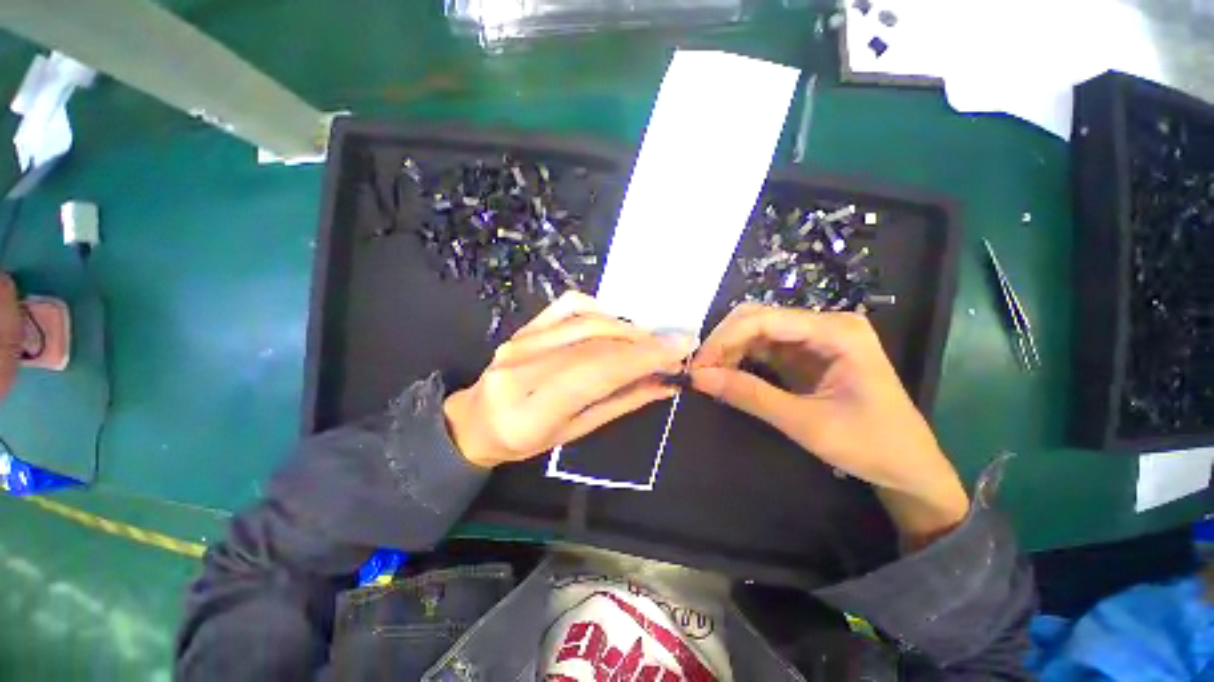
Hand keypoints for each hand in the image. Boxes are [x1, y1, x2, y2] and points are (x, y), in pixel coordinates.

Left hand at [444, 293, 696, 468]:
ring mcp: (519, 341)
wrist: (478, 419)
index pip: (595, 372)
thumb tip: (665, 384)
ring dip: (627, 327)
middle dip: (642, 342)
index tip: (679, 348)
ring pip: (585, 321)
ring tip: (651, 339)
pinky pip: (568, 305)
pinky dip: (601, 309)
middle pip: (594, 343)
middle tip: (675, 345)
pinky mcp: (523, 326)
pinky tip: (618, 323)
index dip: (640, 357)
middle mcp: (522, 368)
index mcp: (532, 409)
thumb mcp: (576, 432)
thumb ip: (621, 403)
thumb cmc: (526, 439)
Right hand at [689, 305, 967, 546]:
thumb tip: (698, 378)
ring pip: (756, 331)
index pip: (764, 319)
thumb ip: (749, 395)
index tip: (697, 366)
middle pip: (757, 318)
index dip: (724, 339)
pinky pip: (763, 348)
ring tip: (708, 376)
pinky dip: (740, 360)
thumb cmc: (869, 445)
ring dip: (728, 351)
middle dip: (723, 342)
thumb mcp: (805, 423)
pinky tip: (726, 375)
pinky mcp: (805, 354)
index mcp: (836, 331)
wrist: (908, 467)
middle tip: (699, 371)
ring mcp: (814, 338)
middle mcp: (824, 324)